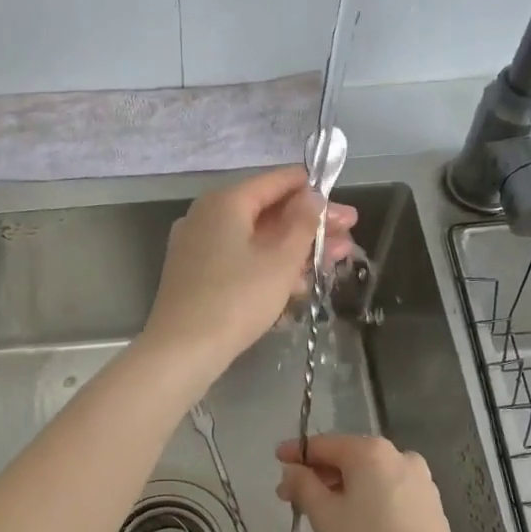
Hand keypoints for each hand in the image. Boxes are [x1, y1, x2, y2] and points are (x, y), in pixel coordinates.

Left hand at [142, 166, 356, 379]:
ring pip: (255, 239)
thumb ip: (303, 223)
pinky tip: (298, 282)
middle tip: (348, 236)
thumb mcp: (281, 260)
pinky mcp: (196, 274)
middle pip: (267, 212)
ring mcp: (198, 246)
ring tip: (334, 261)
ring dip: (294, 249)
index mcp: (225, 202)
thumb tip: (313, 196)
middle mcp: (206, 216)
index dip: (312, 189)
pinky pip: (239, 259)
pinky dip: (268, 265)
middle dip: (310, 225)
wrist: (182, 350)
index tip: (341, 201)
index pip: (275, 181)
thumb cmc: (237, 299)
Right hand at [275, 434, 465, 531]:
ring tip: (323, 511)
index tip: (277, 460)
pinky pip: (388, 490)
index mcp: (370, 451)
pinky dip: (368, 497)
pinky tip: (357, 520)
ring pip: (370, 475)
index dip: (297, 453)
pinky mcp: (430, 501)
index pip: (323, 445)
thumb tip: (292, 470)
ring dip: (343, 487)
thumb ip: (303, 486)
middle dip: (319, 474)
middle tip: (293, 496)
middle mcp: (397, 454)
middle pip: (348, 457)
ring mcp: (419, 477)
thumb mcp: (325, 516)